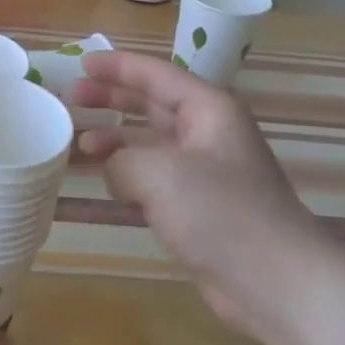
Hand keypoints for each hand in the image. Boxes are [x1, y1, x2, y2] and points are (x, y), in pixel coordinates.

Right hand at [71, 50, 331, 341]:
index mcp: (208, 109)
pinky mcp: (199, 206)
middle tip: (70, 99)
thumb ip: (122, 160)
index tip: (81, 64)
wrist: (274, 280)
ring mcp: (204, 170)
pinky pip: (154, 177)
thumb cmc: (219, 212)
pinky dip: (127, 175)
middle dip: (111, 99)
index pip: (155, 74)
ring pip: (150, 143)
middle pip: (151, 104)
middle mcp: (208, 132)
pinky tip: (103, 183)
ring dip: (114, 141)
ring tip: (77, 146)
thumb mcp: (159, 173)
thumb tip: (113, 168)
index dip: (116, 66)